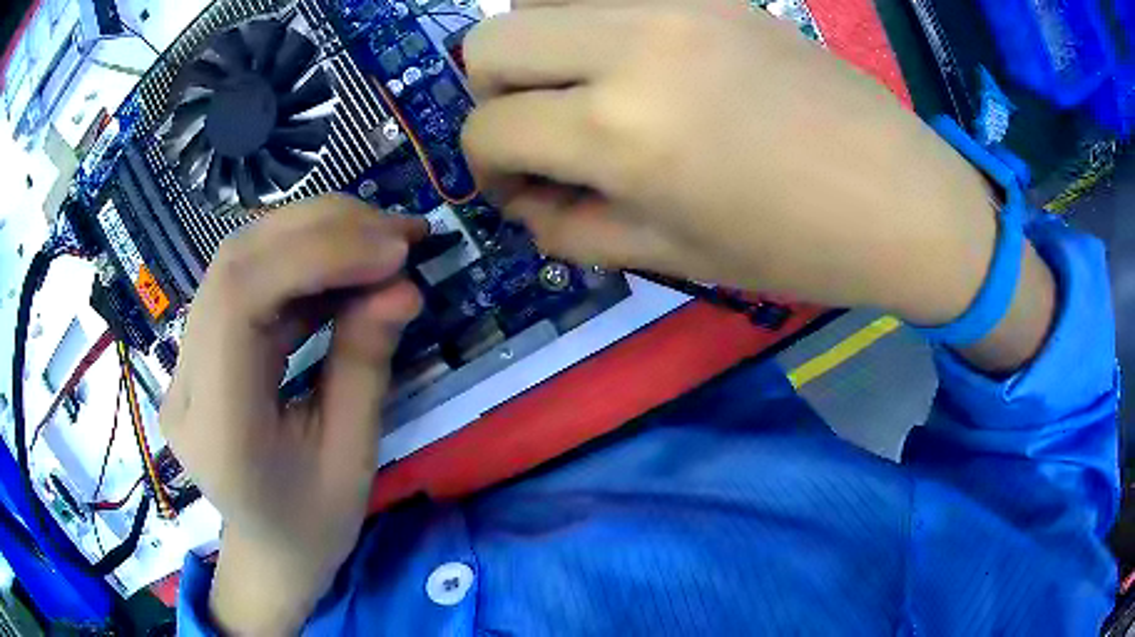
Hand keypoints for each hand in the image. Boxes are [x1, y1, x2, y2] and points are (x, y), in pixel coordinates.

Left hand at [160, 196, 425, 633]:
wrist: (270, 550)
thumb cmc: (315, 523)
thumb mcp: (354, 456)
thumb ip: (366, 364)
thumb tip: (403, 287)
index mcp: (219, 429)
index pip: (239, 300)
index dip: (315, 254)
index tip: (393, 250)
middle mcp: (185, 384)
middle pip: (233, 265)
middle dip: (320, 230)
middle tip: (396, 232)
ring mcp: (183, 363)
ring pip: (237, 261)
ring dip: (311, 235)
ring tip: (378, 239)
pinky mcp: (197, 350)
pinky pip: (244, 283)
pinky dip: (300, 261)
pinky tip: (343, 264)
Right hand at [461, 0, 1000, 326]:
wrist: (902, 199)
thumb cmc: (797, 249)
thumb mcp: (675, 258)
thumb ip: (574, 229)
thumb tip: (525, 203)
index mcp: (621, 132)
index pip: (488, 130)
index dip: (487, 170)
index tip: (524, 189)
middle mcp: (632, 46)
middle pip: (488, 42)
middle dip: (492, 94)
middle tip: (541, 130)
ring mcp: (673, 3)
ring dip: (538, 48)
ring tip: (584, 89)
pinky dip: (591, 19)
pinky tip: (632, 58)